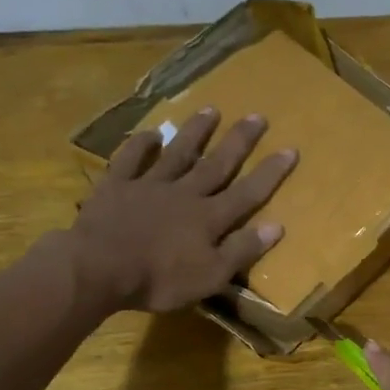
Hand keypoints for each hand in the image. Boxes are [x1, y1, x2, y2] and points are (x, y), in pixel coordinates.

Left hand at [70, 108, 296, 312]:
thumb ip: (242, 250)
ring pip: (178, 153)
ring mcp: (149, 185)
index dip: (270, 172)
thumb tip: (277, 226)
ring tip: (211, 110)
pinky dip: (141, 144)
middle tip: (257, 116)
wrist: (99, 268)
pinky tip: (151, 133)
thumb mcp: (210, 276)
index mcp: (209, 218)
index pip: (248, 192)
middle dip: (239, 141)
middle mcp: (185, 193)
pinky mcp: (117, 186)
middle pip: (217, 163)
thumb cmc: (159, 280)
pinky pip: (131, 159)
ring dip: (196, 132)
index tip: (290, 149)